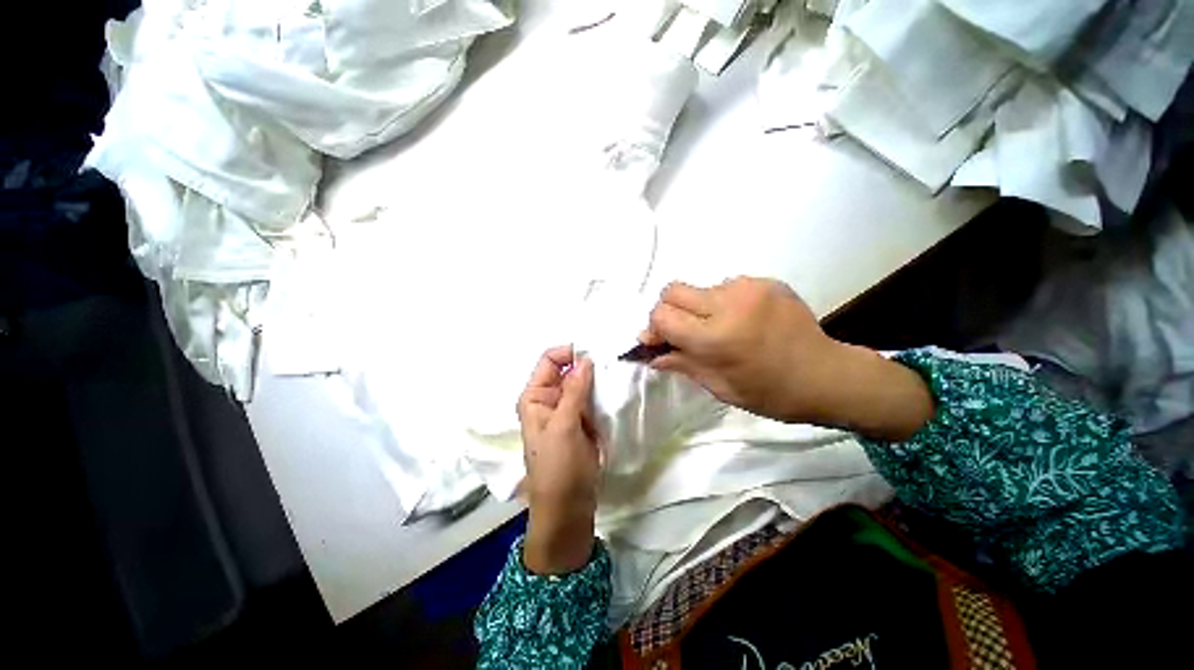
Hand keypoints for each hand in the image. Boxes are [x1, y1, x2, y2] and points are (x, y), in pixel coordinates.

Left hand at [517, 346, 599, 573]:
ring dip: (598, 379)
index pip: (550, 360)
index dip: (570, 353)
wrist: (569, 508)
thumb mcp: (564, 426)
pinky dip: (603, 393)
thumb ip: (575, 391)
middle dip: (588, 364)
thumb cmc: (558, 467)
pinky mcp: (583, 421)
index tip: (596, 353)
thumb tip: (586, 359)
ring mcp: (567, 410)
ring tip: (619, 374)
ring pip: (583, 384)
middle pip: (568, 370)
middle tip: (614, 362)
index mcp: (535, 396)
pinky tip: (617, 390)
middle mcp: (549, 399)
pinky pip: (592, 399)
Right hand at [641, 277, 839, 421]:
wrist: (826, 376)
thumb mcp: (718, 386)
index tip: (659, 341)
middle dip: (669, 310)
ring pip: (700, 289)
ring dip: (698, 308)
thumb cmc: (769, 392)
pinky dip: (722, 303)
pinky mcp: (766, 280)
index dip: (654, 328)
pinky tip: (740, 321)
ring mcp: (749, 287)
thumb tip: (649, 353)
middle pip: (673, 290)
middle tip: (682, 332)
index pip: (662, 315)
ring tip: (719, 329)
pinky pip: (726, 286)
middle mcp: (728, 304)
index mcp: (716, 337)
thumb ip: (680, 363)